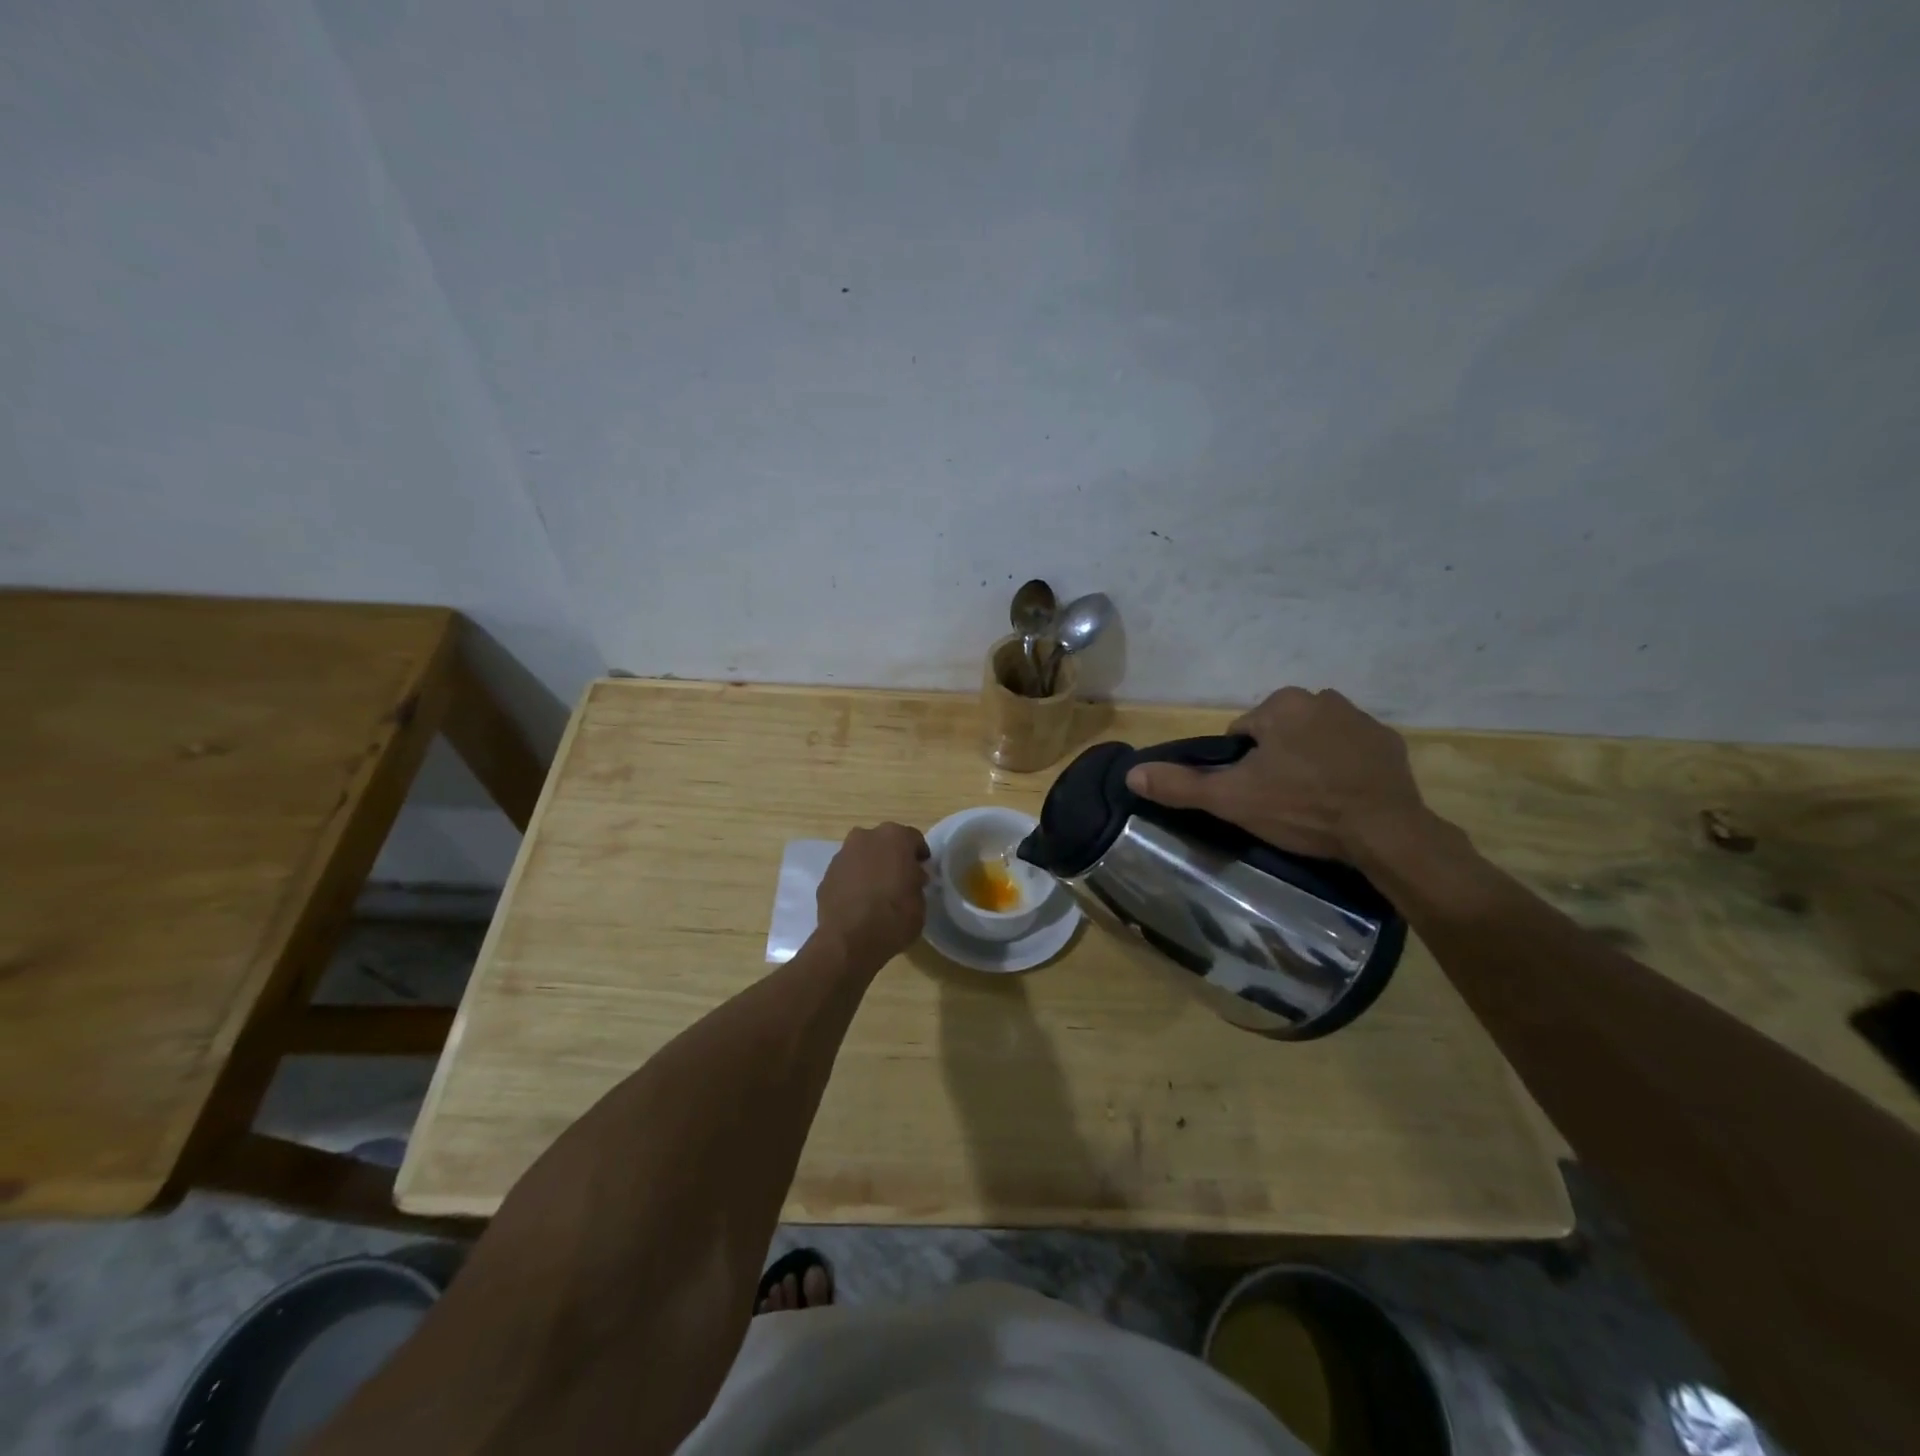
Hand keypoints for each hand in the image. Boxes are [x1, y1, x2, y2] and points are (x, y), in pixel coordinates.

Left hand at [815, 822, 930, 969]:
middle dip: (892, 856)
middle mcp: (866, 837)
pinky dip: (853, 882)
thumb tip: (910, 877)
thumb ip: (915, 881)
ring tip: (877, 892)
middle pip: (884, 842)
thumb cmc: (895, 916)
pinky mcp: (826, 875)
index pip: (913, 839)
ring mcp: (842, 855)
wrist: (850, 940)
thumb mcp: (920, 901)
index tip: (922, 871)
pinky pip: (846, 874)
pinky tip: (858, 903)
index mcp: (895, 837)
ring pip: (862, 855)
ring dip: (870, 867)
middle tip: (900, 879)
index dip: (919, 855)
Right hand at [1125, 688, 1430, 864]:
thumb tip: (1132, 774)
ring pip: (1314, 740)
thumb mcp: (1232, 799)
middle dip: (1275, 761)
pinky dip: (1343, 768)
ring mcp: (1361, 719)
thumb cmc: (1301, 808)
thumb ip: (1181, 784)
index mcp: (1281, 705)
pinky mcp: (1389, 743)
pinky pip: (1350, 751)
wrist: (1384, 832)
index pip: (1242, 734)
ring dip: (1308, 762)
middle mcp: (1322, 698)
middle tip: (1281, 802)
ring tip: (1313, 803)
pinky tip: (1344, 799)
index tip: (1254, 794)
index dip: (1241, 767)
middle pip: (1279, 733)